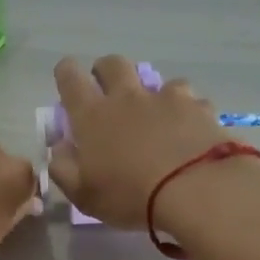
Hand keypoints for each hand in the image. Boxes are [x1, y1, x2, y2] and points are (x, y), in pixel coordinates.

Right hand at [46, 56, 228, 227]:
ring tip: (157, 115)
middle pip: (113, 64)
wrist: (195, 189)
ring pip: (157, 80)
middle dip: (106, 70)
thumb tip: (59, 148)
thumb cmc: (130, 195)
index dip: (66, 73)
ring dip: (152, 94)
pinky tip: (191, 130)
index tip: (66, 76)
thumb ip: (64, 169)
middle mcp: (128, 98)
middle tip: (107, 88)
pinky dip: (187, 112)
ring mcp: (167, 99)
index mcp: (93, 116)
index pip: (71, 79)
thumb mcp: (84, 194)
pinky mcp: (199, 108)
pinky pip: (191, 101)